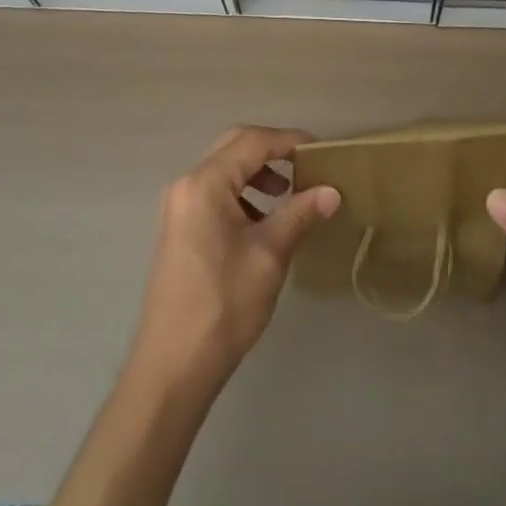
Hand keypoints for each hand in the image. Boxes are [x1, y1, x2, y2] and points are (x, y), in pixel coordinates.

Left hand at [129, 127, 340, 392]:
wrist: (173, 366)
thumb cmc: (223, 304)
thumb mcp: (270, 254)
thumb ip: (300, 213)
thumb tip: (332, 191)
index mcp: (205, 183)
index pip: (253, 141)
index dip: (289, 140)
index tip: (321, 150)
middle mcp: (186, 185)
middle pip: (234, 147)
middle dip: (272, 151)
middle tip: (306, 166)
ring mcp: (178, 206)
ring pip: (224, 169)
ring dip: (257, 173)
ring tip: (288, 194)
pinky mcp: (179, 227)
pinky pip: (214, 192)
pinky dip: (242, 193)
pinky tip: (263, 220)